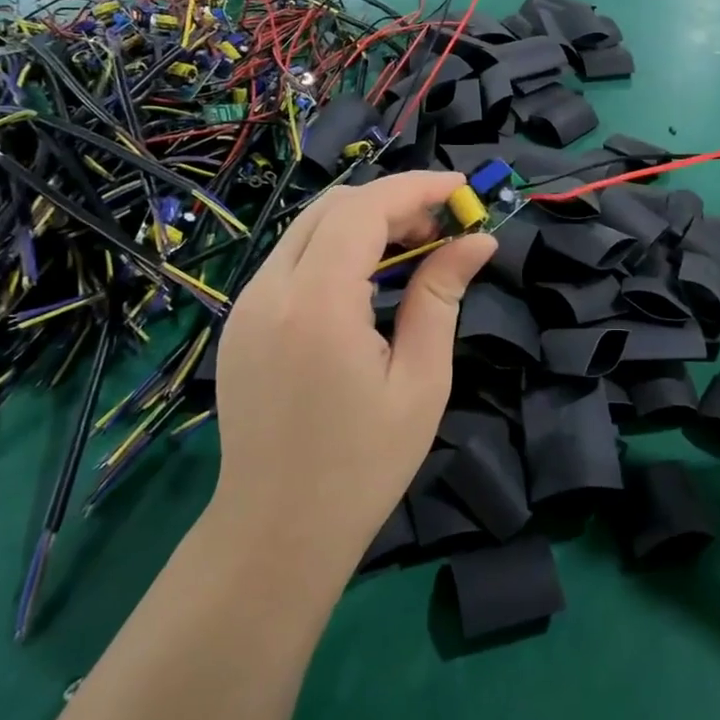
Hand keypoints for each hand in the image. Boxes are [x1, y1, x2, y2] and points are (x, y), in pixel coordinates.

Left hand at [209, 172, 494, 582]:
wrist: (276, 532)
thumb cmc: (362, 465)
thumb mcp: (420, 380)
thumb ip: (441, 296)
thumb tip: (478, 240)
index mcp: (316, 303)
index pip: (364, 208)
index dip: (417, 188)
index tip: (463, 191)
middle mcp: (270, 290)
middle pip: (332, 206)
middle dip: (393, 201)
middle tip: (444, 228)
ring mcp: (246, 305)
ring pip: (308, 228)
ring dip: (364, 222)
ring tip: (415, 249)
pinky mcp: (241, 322)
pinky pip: (292, 259)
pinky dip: (336, 248)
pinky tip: (369, 280)